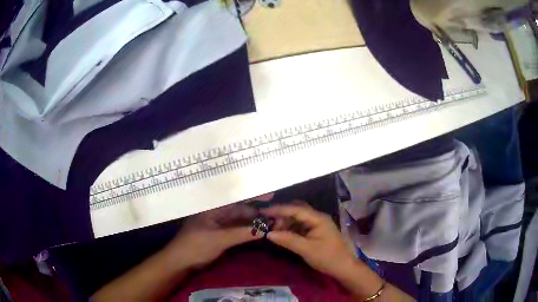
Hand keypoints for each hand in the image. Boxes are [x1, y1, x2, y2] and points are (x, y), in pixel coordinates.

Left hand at [168, 202, 263, 269]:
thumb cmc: (196, 246)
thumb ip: (242, 233)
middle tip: (274, 216)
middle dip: (256, 213)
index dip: (254, 199)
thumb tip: (265, 229)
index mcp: (214, 210)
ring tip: (270, 224)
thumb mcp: (219, 239)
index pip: (237, 201)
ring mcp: (217, 227)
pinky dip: (245, 232)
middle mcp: (217, 215)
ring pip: (238, 222)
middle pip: (239, 211)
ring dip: (252, 223)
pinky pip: (235, 231)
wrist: (180, 262)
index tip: (271, 197)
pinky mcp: (218, 237)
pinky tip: (256, 233)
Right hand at [262, 203, 356, 278]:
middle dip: (282, 215)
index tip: (263, 212)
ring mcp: (317, 224)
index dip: (278, 209)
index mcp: (318, 218)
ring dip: (285, 222)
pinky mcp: (316, 232)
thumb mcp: (306, 249)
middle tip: (268, 223)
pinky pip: (300, 226)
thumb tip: (268, 233)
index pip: (295, 209)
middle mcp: (317, 217)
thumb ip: (288, 240)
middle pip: (296, 210)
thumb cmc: (327, 258)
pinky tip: (283, 234)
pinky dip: (290, 228)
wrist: (343, 268)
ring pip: (298, 218)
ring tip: (274, 231)